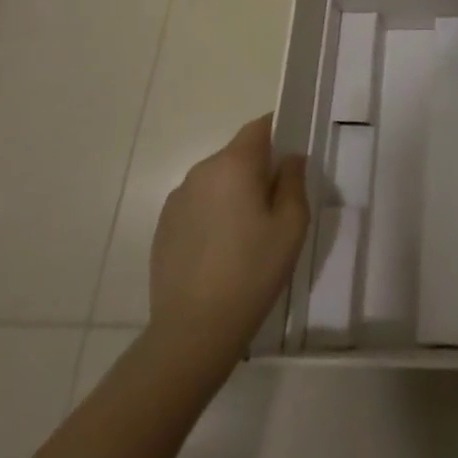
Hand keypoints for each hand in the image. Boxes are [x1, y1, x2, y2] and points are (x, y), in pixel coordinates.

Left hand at [148, 113, 309, 356]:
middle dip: (258, 169)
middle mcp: (201, 172)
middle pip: (237, 154)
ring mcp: (177, 200)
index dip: (279, 133)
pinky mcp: (163, 227)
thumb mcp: (292, 224)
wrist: (193, 331)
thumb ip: (294, 180)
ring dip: (234, 193)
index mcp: (234, 164)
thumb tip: (289, 159)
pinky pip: (198, 205)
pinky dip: (213, 215)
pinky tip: (222, 250)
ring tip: (248, 233)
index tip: (292, 157)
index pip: (260, 127)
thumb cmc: (252, 271)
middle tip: (277, 204)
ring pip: (217, 180)